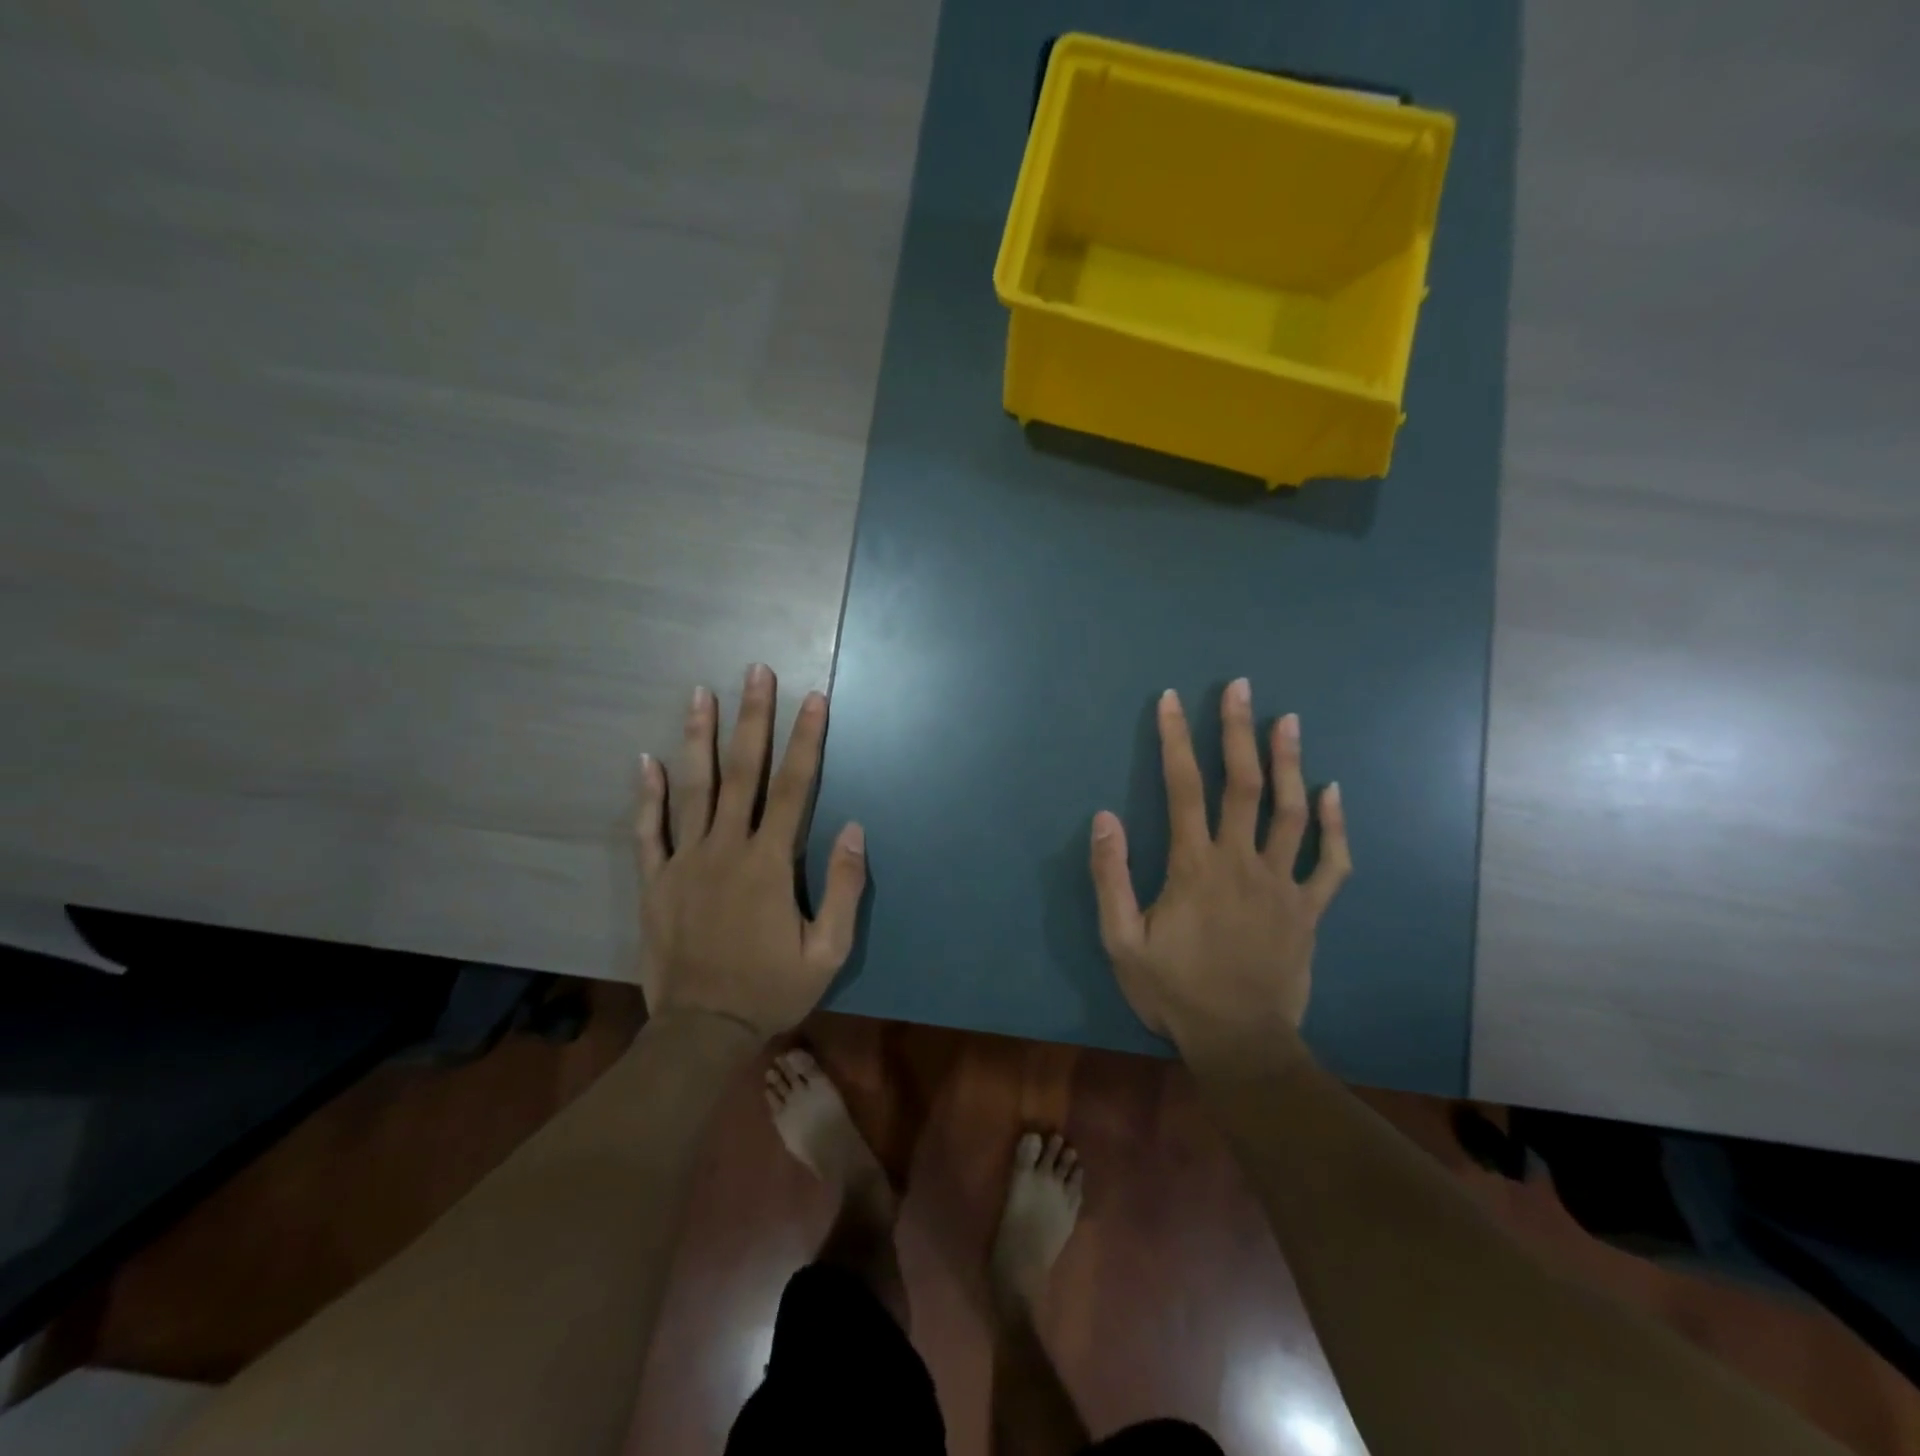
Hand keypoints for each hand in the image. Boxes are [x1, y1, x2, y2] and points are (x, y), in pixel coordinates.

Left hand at [635, 664, 866, 1039]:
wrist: (703, 1032)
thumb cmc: (772, 990)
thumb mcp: (829, 951)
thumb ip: (844, 887)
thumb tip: (855, 828)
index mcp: (770, 864)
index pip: (794, 788)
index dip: (807, 740)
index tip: (813, 699)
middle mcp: (726, 849)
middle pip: (742, 773)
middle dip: (752, 719)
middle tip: (755, 672)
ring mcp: (684, 862)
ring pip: (692, 789)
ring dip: (698, 738)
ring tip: (701, 693)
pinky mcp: (655, 882)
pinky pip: (648, 831)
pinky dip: (647, 795)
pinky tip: (647, 760)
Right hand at [1088, 679, 1350, 1059]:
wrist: (1240, 1042)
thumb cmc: (1175, 991)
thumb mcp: (1122, 942)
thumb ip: (1111, 878)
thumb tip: (1105, 817)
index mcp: (1194, 867)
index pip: (1183, 788)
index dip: (1175, 740)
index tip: (1172, 701)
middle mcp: (1241, 862)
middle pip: (1242, 784)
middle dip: (1237, 731)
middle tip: (1240, 688)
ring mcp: (1282, 884)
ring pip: (1291, 812)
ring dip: (1289, 762)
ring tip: (1287, 720)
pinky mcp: (1309, 909)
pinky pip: (1331, 862)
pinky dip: (1336, 825)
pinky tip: (1334, 792)